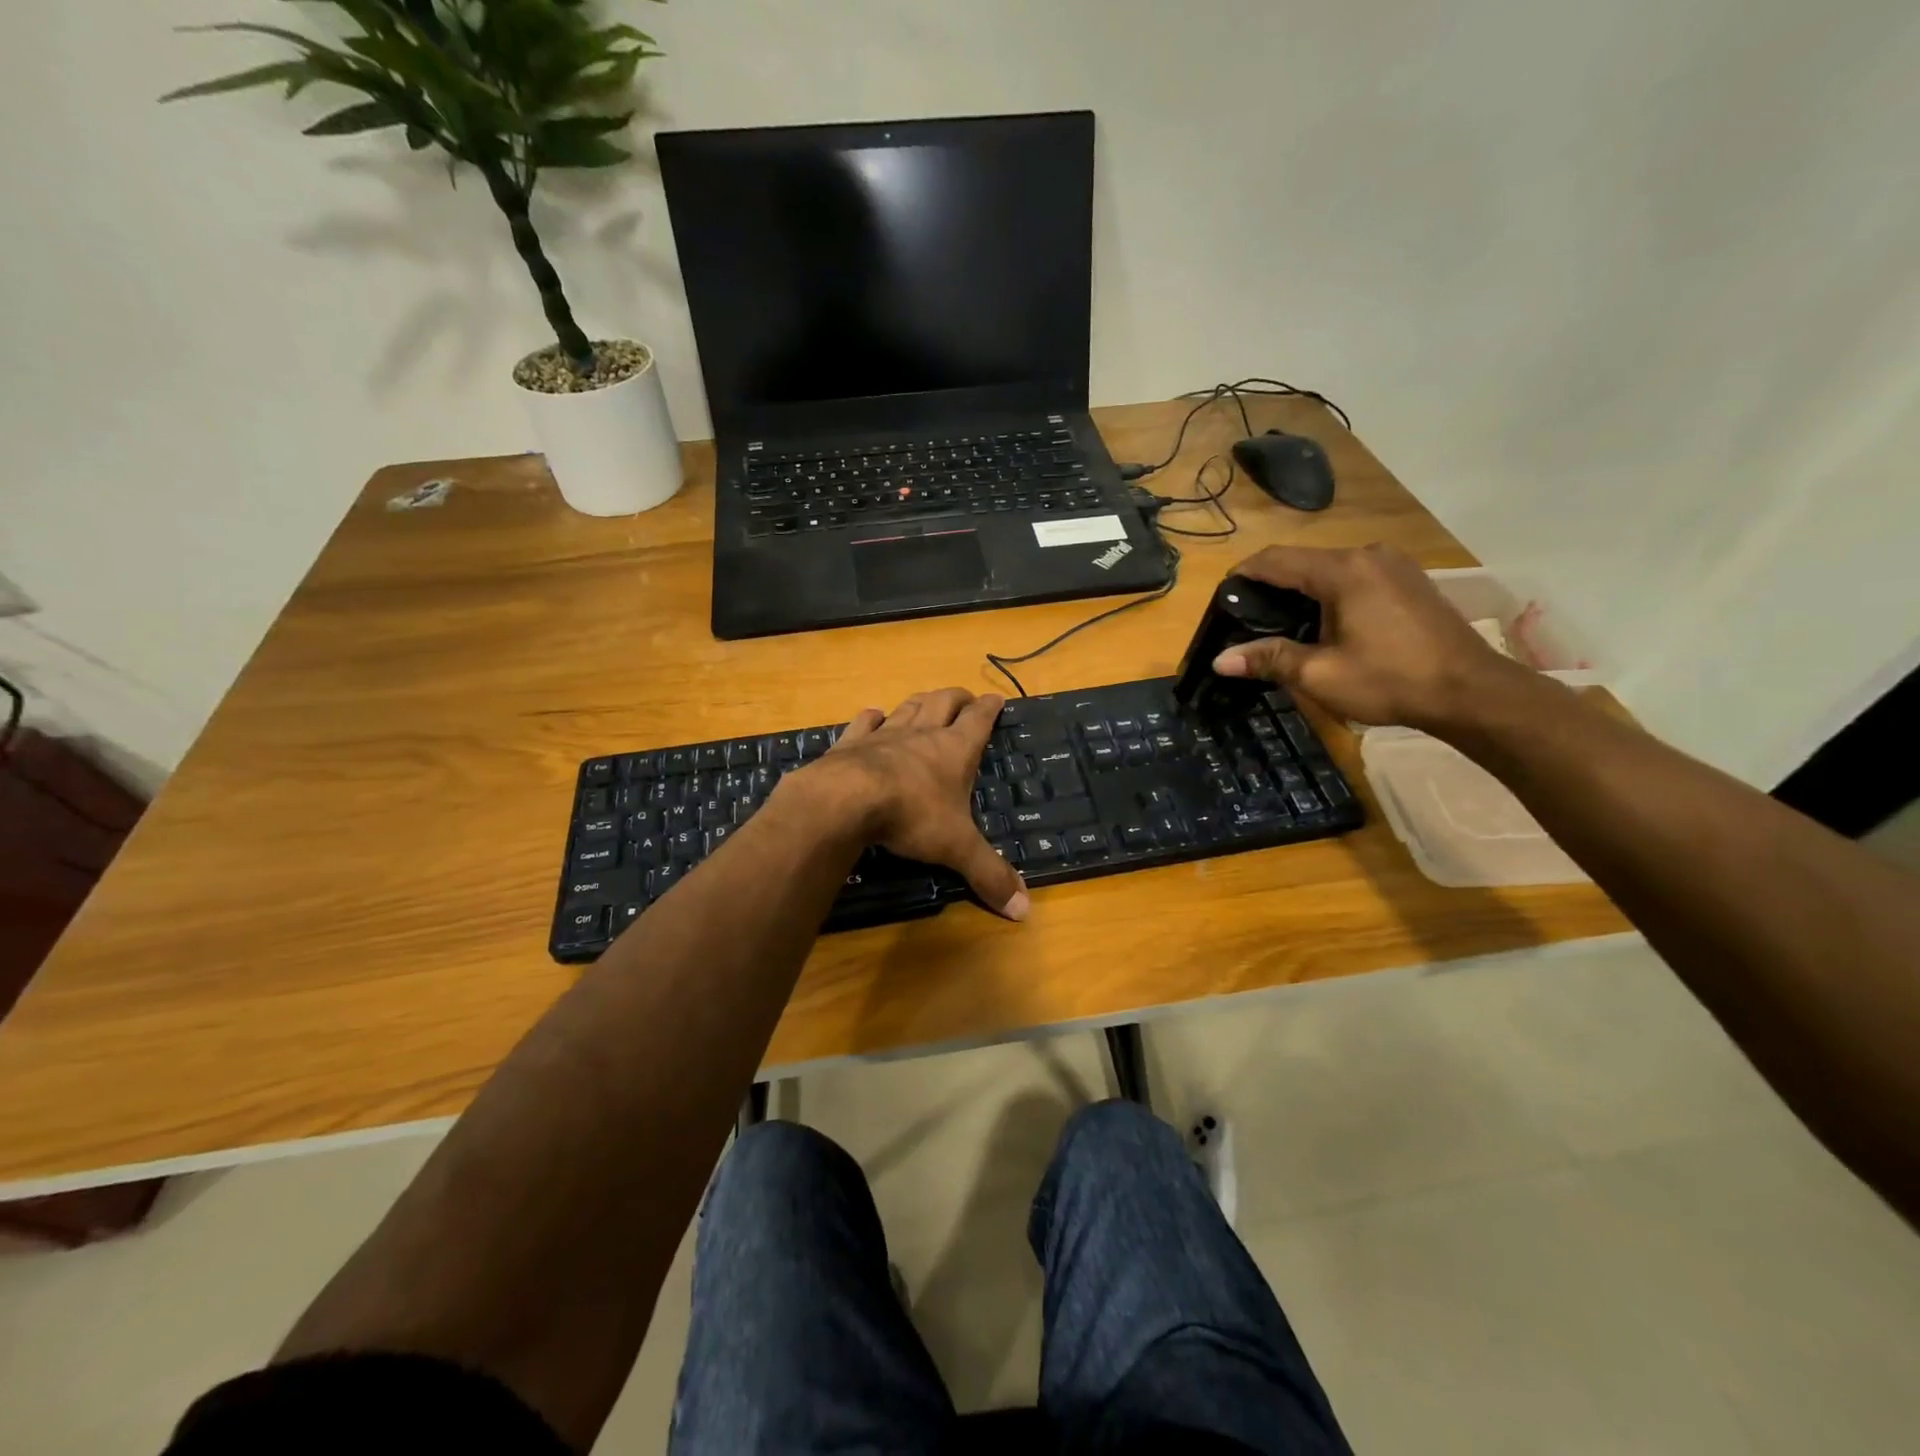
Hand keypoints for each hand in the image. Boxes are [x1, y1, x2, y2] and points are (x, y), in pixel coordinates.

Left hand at [806, 688, 1029, 919]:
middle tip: (965, 698)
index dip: (990, 708)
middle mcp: (922, 734)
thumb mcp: (957, 848)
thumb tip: (1025, 910)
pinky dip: (873, 717)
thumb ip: (989, 875)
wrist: (846, 799)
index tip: (997, 698)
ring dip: (921, 702)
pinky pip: (865, 722)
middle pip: (943, 702)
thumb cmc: (912, 816)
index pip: (979, 720)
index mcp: (955, 750)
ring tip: (927, 701)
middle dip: (957, 698)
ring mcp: (885, 734)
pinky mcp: (851, 743)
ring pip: (908, 707)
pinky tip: (874, 716)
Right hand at [1212, 543, 1532, 732]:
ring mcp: (1394, 565)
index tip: (1220, 599)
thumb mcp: (1320, 674)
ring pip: (1330, 569)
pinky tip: (1326, 625)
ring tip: (1282, 627)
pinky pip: (1355, 578)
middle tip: (1246, 621)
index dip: (1242, 575)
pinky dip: (1330, 595)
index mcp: (1342, 570)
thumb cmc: (1391, 680)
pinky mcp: (1409, 581)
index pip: (1275, 559)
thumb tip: (1219, 661)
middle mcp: (1368, 556)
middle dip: (1270, 587)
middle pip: (1302, 562)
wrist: (1472, 692)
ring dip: (1301, 592)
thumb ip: (1268, 659)